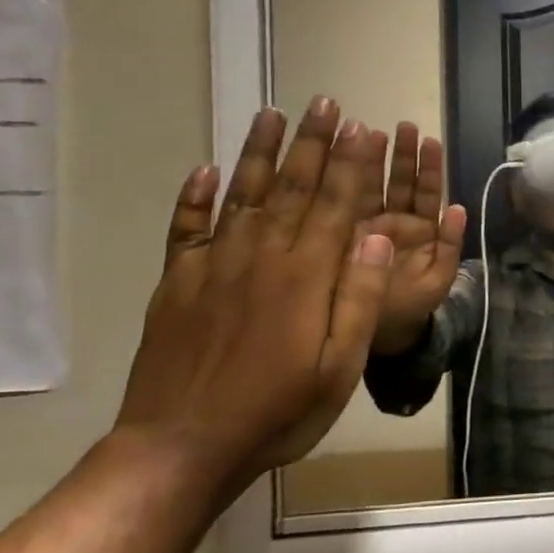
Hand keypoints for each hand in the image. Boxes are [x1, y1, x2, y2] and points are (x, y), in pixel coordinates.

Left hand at [114, 97, 395, 489]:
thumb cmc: (278, 411)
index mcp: (305, 276)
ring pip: (242, 195)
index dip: (351, 164)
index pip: (336, 204)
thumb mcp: (340, 366)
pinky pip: (185, 229)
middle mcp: (260, 257)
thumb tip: (376, 234)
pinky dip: (193, 198)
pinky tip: (204, 170)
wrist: (180, 448)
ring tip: (272, 114)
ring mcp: (213, 267)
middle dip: (313, 142)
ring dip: (259, 152)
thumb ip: (358, 296)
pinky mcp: (177, 284)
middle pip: (292, 187)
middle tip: (325, 103)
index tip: (362, 127)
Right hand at [362, 121, 467, 354]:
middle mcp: (395, 223)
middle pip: (400, 182)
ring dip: (375, 160)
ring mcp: (368, 227)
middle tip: (402, 126)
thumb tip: (460, 208)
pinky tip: (342, 160)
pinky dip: (347, 183)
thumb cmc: (414, 309)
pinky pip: (346, 206)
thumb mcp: (439, 278)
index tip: (429, 140)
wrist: (379, 337)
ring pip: (374, 187)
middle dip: (402, 154)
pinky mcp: (344, 236)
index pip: (427, 192)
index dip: (429, 167)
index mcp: (422, 231)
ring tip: (374, 132)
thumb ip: (450, 245)